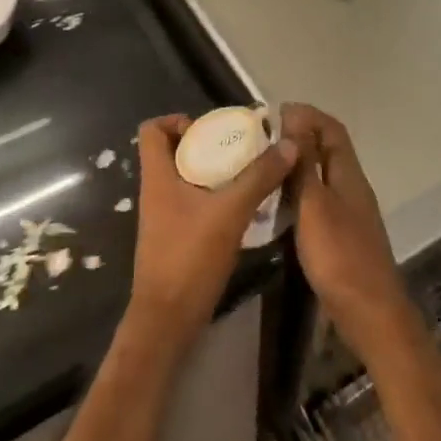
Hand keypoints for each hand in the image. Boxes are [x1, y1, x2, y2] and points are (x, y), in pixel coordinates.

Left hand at [125, 114, 296, 343]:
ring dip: (215, 171)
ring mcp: (165, 216)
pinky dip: (216, 197)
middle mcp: (157, 191)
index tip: (209, 128)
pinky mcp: (177, 237)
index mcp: (157, 177)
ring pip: (187, 179)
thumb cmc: (190, 258)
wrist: (168, 320)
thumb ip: (259, 177)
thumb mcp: (230, 212)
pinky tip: (245, 206)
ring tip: (249, 173)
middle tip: (241, 147)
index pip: (151, 129)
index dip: (176, 120)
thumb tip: (289, 144)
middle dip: (207, 144)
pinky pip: (195, 203)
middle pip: (174, 151)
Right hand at [281, 104, 417, 358]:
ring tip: (263, 166)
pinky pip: (318, 201)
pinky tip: (276, 204)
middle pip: (328, 151)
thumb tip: (295, 119)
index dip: (308, 115)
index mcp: (349, 175)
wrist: (368, 312)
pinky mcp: (340, 236)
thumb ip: (304, 164)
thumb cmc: (339, 255)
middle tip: (262, 139)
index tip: (275, 112)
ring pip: (322, 177)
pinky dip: (298, 193)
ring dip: (297, 166)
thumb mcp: (314, 205)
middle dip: (299, 138)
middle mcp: (352, 188)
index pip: (332, 130)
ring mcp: (348, 213)